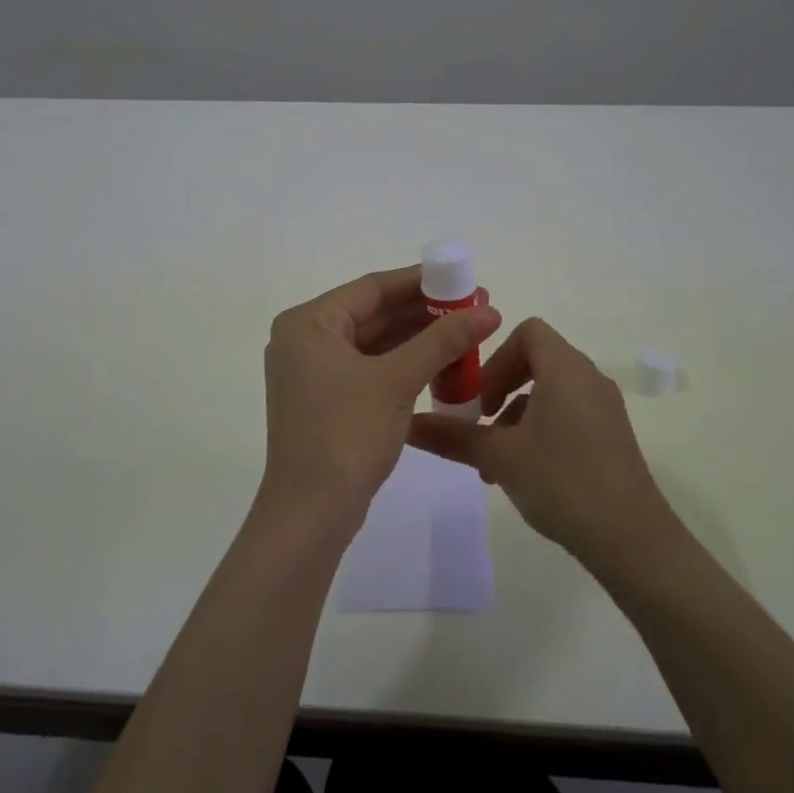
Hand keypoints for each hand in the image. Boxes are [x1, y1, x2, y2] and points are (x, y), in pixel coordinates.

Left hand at [258, 266, 500, 535]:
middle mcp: (304, 341)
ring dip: (418, 340)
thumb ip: (443, 340)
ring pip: (374, 344)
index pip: (372, 288)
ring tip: (467, 334)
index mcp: (308, 323)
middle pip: (373, 314)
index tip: (464, 280)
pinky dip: (403, 366)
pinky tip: (442, 365)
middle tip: (474, 309)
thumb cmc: (347, 433)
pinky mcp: (325, 402)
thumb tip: (489, 310)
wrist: (311, 512)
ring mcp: (313, 374)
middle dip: (425, 313)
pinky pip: (369, 370)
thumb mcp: (398, 380)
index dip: (422, 282)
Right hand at [409, 317, 676, 570]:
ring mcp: (604, 409)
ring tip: (493, 463)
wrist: (631, 538)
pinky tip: (523, 475)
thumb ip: (453, 436)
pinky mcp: (611, 437)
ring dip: (516, 418)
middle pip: (537, 362)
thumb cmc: (561, 481)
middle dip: (501, 389)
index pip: (528, 332)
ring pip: (550, 394)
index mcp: (565, 369)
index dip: (497, 356)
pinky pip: (567, 417)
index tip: (480, 395)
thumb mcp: (499, 456)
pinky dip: (540, 432)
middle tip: (480, 423)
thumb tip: (408, 425)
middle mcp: (589, 379)